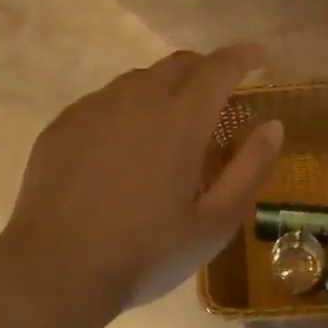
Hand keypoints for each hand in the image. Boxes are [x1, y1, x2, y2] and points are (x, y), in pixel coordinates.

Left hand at [0, 45, 282, 313]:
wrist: (54, 271)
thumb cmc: (146, 252)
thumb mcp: (215, 223)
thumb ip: (250, 169)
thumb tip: (273, 126)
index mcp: (180, 119)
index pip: (219, 67)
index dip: (244, 56)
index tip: (260, 56)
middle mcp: (137, 99)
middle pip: (179, 64)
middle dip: (207, 70)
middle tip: (220, 96)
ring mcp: (94, 109)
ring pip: (140, 80)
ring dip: (166, 88)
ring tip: (172, 124)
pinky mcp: (63, 125)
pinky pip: (106, 100)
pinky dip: (129, 108)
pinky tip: (125, 146)